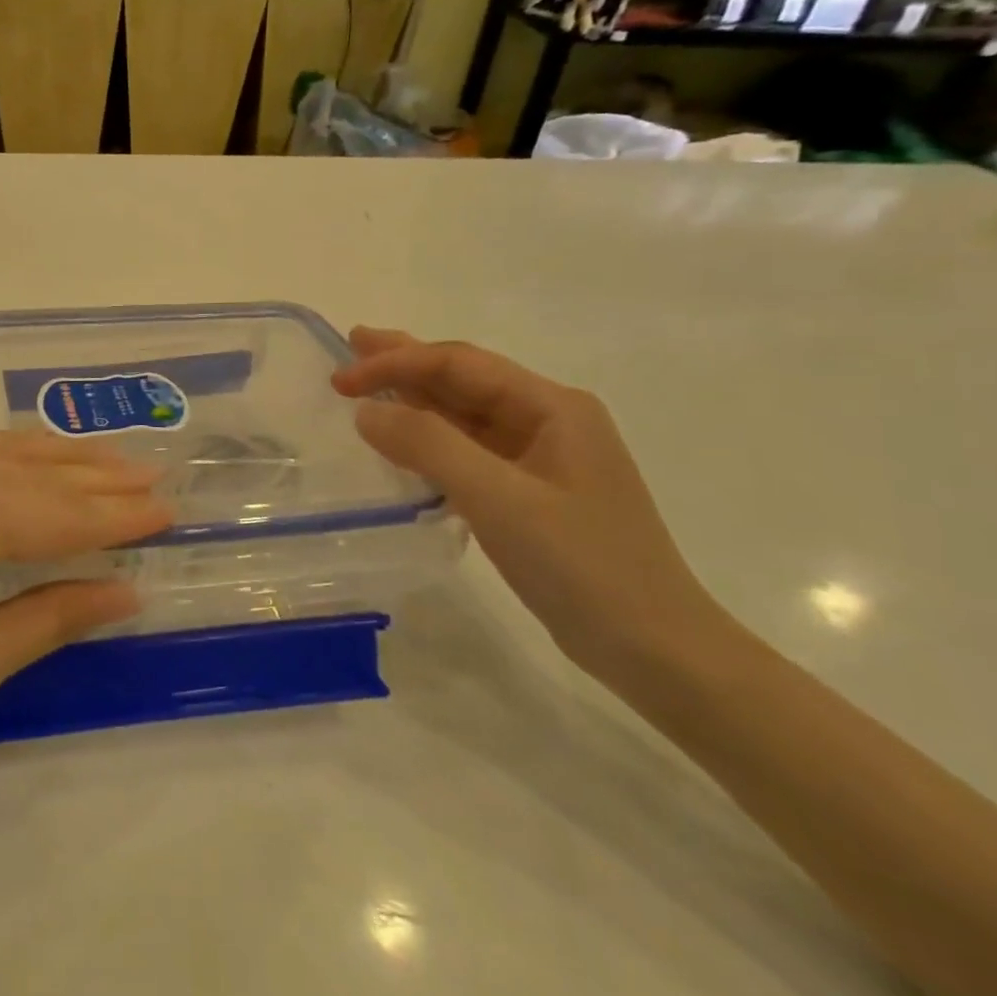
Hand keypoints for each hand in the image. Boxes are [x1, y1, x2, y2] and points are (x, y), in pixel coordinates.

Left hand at [0, 423, 172, 831]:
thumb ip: (52, 613)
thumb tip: (127, 589)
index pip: (58, 512)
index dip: (118, 517)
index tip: (171, 510)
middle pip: (28, 468)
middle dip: (95, 478)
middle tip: (154, 476)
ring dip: (49, 460)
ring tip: (107, 463)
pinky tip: (22, 462)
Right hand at [333, 330, 732, 686]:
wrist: (654, 649)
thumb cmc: (581, 565)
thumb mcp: (500, 499)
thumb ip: (429, 446)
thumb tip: (366, 411)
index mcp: (552, 407)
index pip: (459, 364)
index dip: (397, 363)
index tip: (342, 381)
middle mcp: (548, 420)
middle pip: (463, 379)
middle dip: (405, 362)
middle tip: (352, 346)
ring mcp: (540, 458)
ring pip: (464, 414)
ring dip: (414, 399)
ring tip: (365, 386)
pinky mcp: (530, 493)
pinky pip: (468, 450)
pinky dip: (429, 440)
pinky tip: (402, 442)